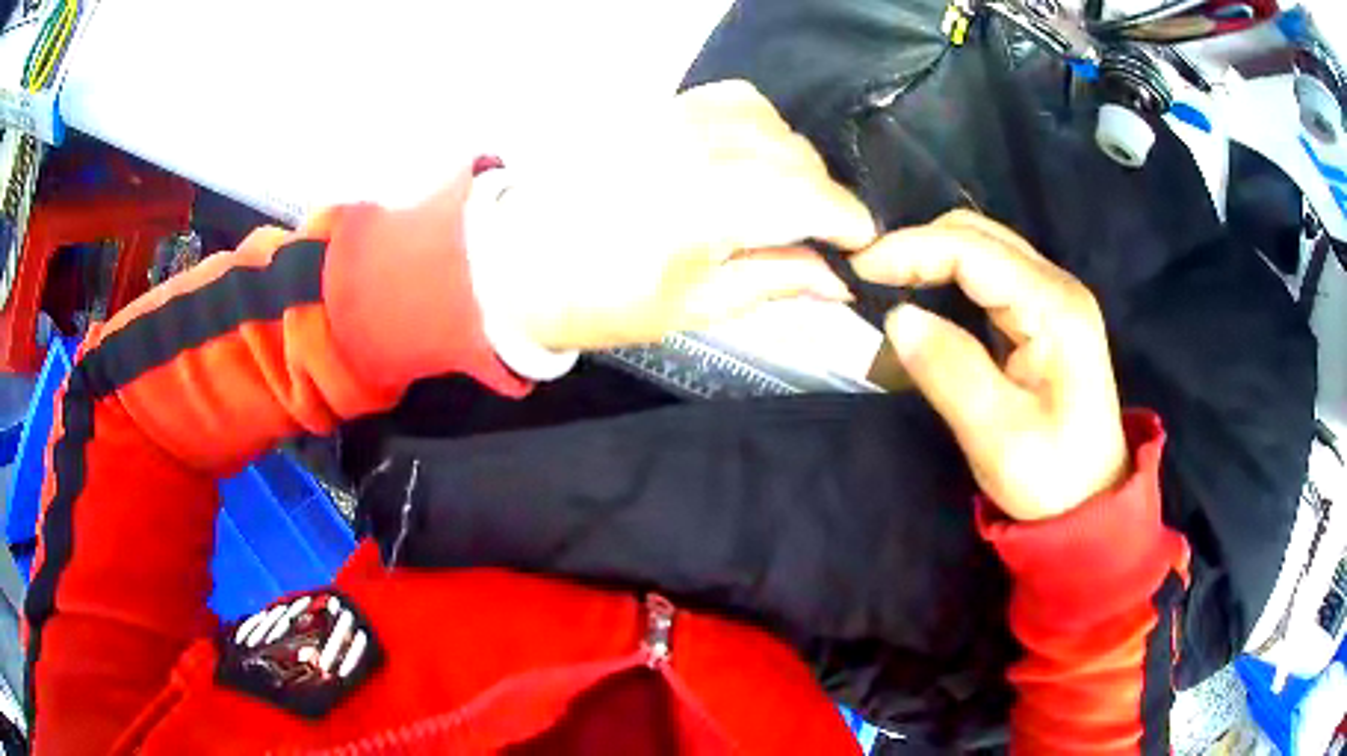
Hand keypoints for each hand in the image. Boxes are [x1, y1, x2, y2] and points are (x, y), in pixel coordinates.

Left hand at [467, 80, 876, 351]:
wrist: (520, 262)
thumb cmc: (605, 300)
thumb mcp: (698, 306)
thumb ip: (776, 280)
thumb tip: (840, 280)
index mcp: (708, 205)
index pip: (812, 197)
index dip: (850, 222)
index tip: (861, 248)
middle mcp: (698, 146)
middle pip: (797, 156)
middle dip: (823, 198)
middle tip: (817, 237)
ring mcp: (675, 117)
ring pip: (772, 122)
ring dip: (793, 161)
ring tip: (781, 199)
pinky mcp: (658, 106)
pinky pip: (733, 99)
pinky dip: (759, 125)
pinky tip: (748, 156)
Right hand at [851, 211, 1128, 520]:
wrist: (1092, 500)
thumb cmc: (1050, 476)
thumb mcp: (996, 435)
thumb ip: (949, 370)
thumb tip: (898, 316)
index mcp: (1054, 308)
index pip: (973, 250)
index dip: (912, 249)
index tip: (858, 269)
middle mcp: (1057, 286)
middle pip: (979, 234)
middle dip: (919, 245)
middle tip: (868, 277)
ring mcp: (1053, 296)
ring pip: (983, 247)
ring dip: (932, 256)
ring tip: (888, 282)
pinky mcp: (1044, 312)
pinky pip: (990, 273)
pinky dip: (949, 274)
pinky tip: (925, 295)